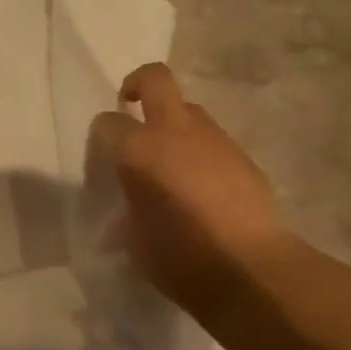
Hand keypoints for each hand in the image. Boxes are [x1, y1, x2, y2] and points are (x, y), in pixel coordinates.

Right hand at [88, 63, 288, 310]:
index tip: (102, 156)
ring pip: (189, 109)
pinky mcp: (243, 156)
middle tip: (130, 105)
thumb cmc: (178, 258)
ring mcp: (214, 140)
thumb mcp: (132, 235)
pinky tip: (201, 185)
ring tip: (170, 160)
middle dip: (138, 84)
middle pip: (156, 80)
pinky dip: (200, 151)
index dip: (101, 136)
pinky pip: (212, 140)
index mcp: (138, 151)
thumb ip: (128, 204)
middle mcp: (175, 132)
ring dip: (174, 123)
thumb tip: (135, 198)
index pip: (107, 123)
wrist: (249, 269)